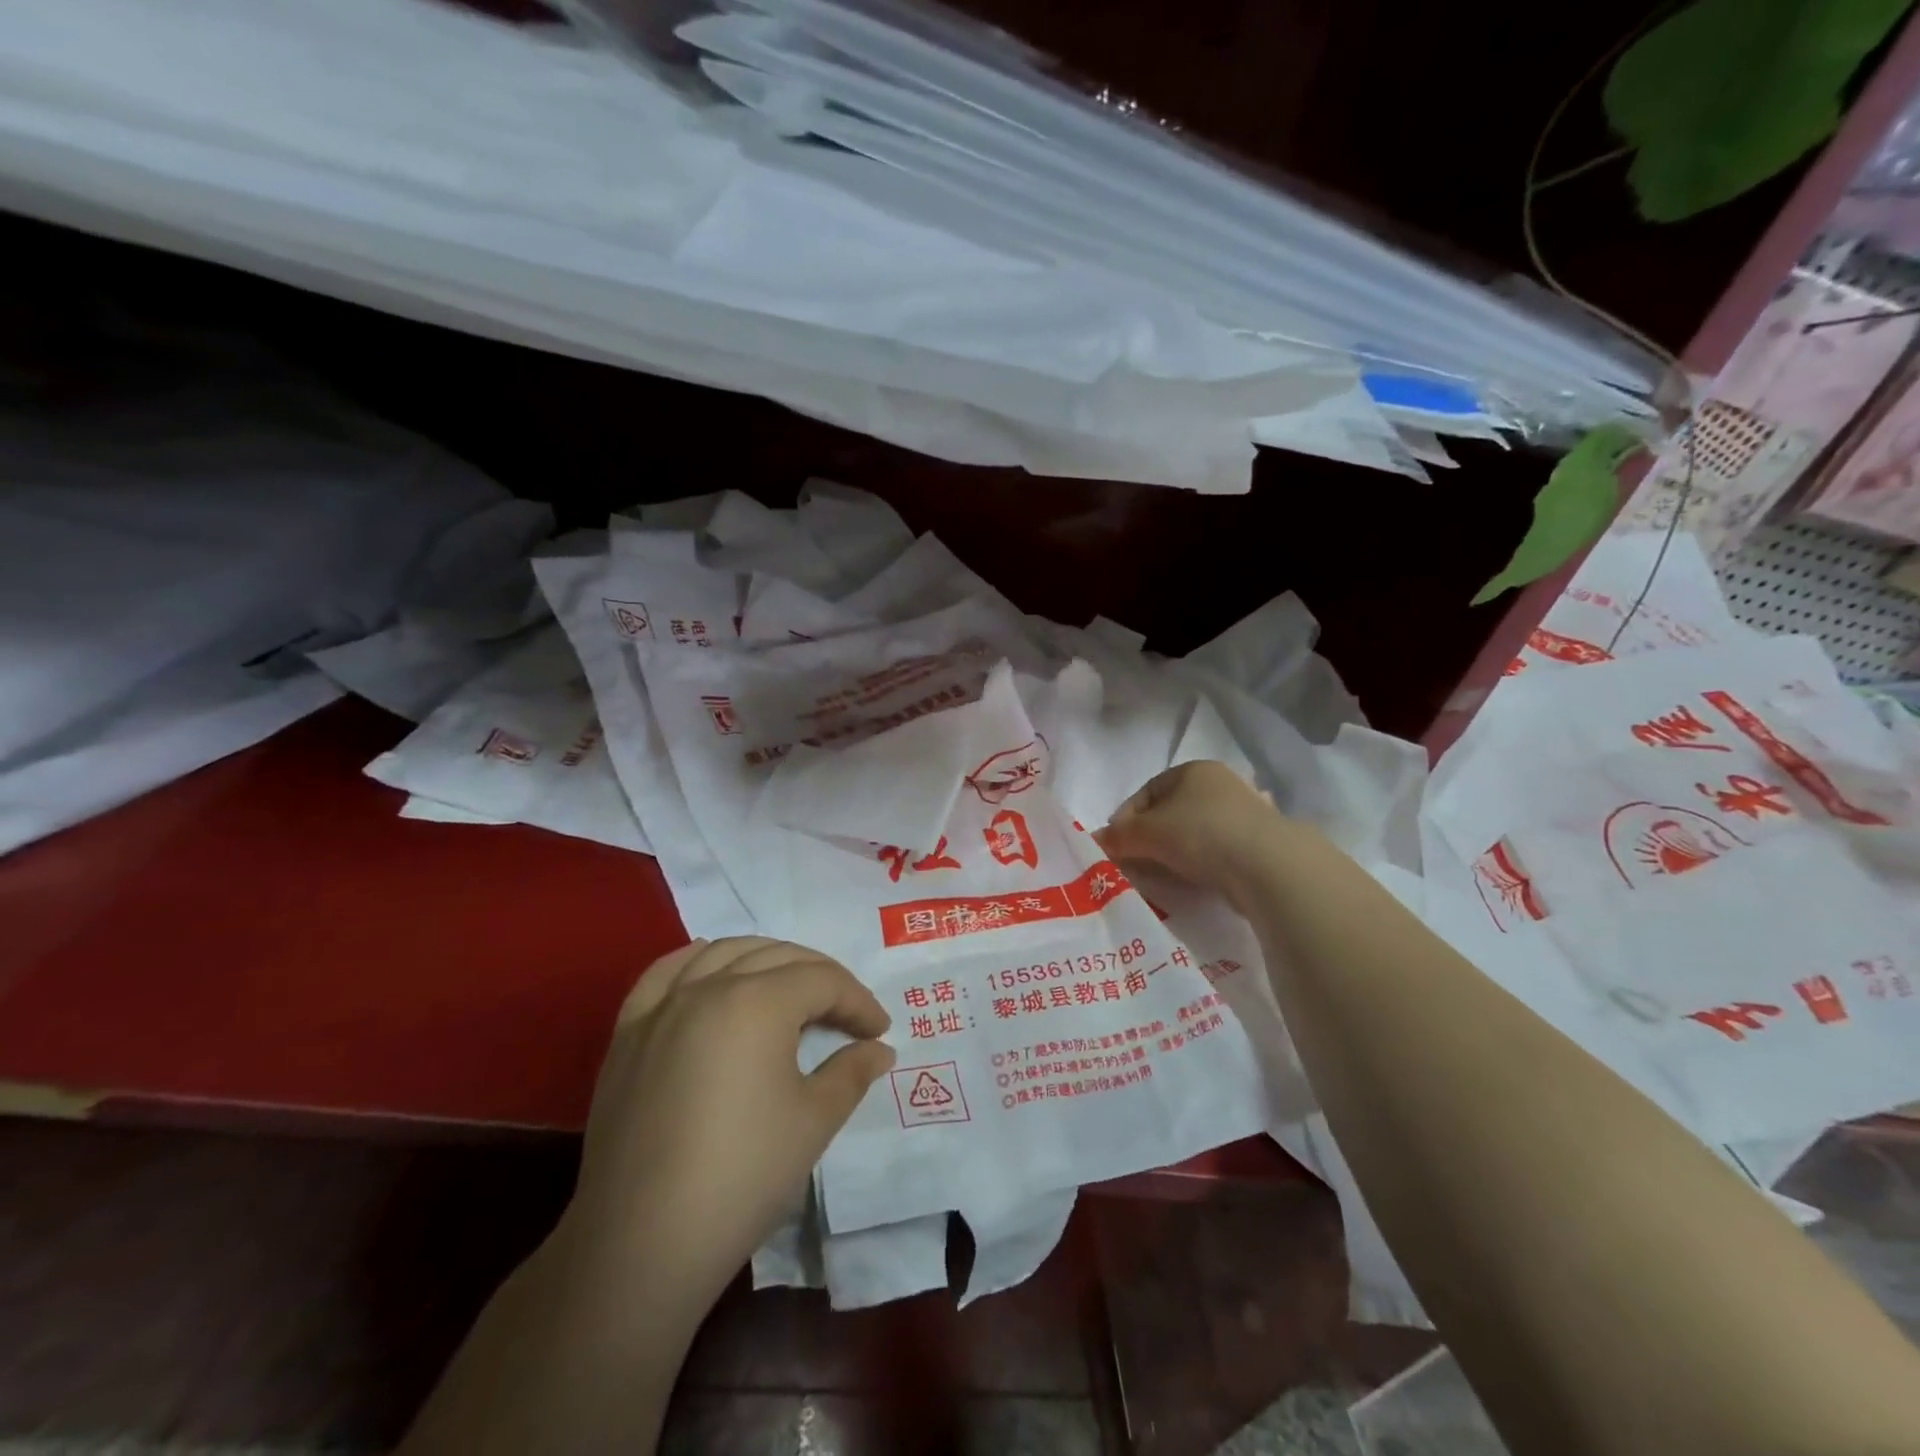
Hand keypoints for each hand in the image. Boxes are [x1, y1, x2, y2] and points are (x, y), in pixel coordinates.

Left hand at [566, 936, 894, 1306]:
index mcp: (758, 1001)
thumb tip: (879, 1049)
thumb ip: (852, 1072)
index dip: (858, 1002)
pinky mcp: (628, 1033)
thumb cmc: (742, 1176)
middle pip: (778, 957)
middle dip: (821, 978)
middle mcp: (708, 986)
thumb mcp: (814, 1121)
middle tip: (846, 1012)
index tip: (879, 1032)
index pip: (823, 981)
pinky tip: (712, 971)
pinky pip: (664, 973)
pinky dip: (697, 961)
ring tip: (789, 988)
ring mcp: (662, 1006)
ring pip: (723, 953)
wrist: (641, 1244)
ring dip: (766, 960)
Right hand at [1096, 760, 1289, 910]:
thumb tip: (1094, 840)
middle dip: (1149, 838)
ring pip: (1194, 833)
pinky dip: (1201, 864)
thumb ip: (1118, 836)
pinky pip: (1218, 851)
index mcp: (1193, 769)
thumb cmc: (1200, 833)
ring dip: (1174, 853)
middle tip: (1134, 863)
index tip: (1115, 846)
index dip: (1125, 819)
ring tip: (1163, 876)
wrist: (1268, 865)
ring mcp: (1245, 812)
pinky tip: (1195, 880)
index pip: (1146, 792)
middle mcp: (1221, 783)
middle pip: (1171, 812)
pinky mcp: (1261, 842)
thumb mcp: (1147, 833)